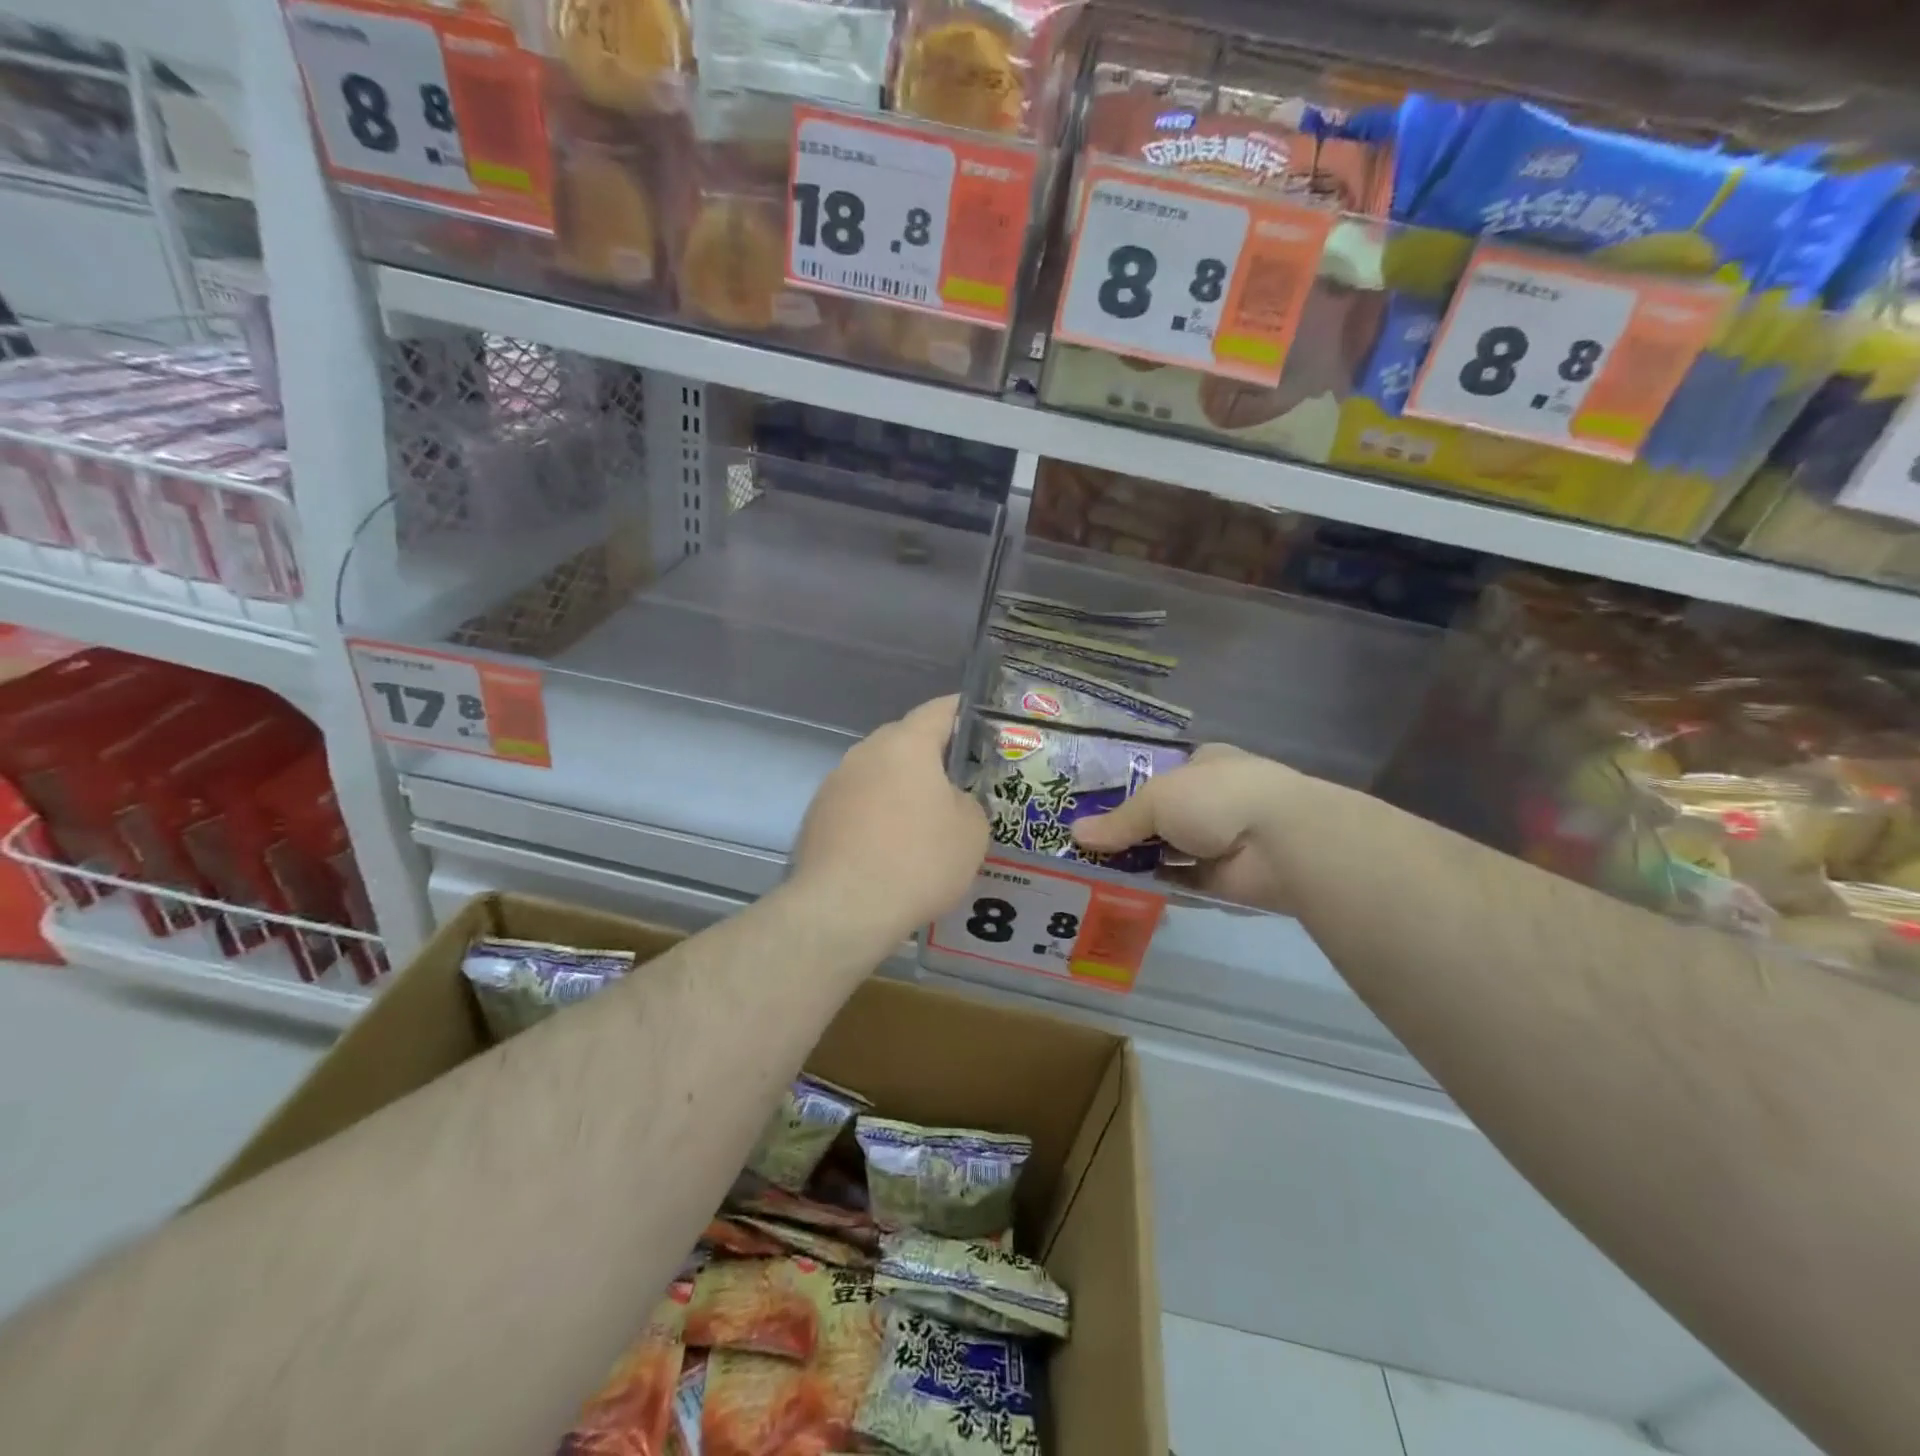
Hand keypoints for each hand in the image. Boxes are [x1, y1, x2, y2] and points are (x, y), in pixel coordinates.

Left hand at [789, 696, 988, 945]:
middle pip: (906, 740)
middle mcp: (866, 752)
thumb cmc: (918, 860)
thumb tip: (950, 801)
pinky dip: (877, 814)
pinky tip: (890, 847)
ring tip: (925, 819)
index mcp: (906, 744)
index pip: (940, 710)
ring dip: (902, 787)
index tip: (982, 720)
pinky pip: (858, 803)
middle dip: (932, 755)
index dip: (964, 711)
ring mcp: (835, 783)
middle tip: (960, 779)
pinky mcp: (817, 815)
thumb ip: (968, 801)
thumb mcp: (971, 831)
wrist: (843, 909)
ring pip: (879, 773)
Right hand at [1071, 744, 1301, 911]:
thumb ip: (1118, 821)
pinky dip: (1156, 885)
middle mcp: (1213, 799)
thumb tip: (1075, 834)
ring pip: (1170, 850)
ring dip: (1139, 860)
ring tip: (1092, 870)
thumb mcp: (1156, 799)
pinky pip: (1181, 880)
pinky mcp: (1224, 877)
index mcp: (1203, 764)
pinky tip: (1121, 891)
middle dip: (1128, 829)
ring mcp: (1221, 840)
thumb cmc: (1215, 799)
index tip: (1091, 808)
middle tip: (1083, 844)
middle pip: (1162, 815)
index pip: (1160, 774)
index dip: (1127, 790)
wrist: (1280, 843)